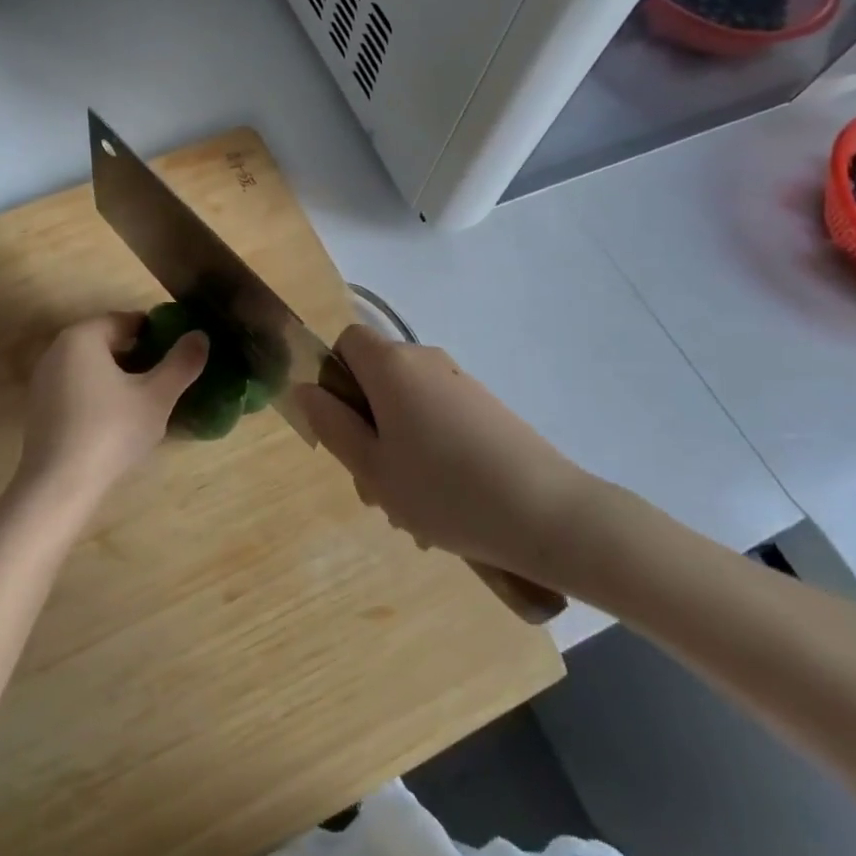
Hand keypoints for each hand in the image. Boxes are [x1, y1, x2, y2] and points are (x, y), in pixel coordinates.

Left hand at [13, 313, 208, 514]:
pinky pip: (77, 388)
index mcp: (83, 336)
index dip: (156, 333)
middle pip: (107, 342)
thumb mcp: (157, 397)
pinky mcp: (39, 408)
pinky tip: (117, 420)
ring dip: (119, 376)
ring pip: (92, 366)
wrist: (58, 485)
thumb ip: (182, 363)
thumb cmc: (111, 431)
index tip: (178, 353)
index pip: (126, 321)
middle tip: (166, 378)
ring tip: (146, 400)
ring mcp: (43, 379)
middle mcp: (57, 350)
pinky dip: (99, 394)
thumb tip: (200, 335)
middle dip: (138, 356)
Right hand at [296, 326, 604, 588]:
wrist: (550, 514)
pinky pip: (440, 418)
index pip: (347, 342)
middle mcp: (426, 361)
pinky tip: (444, 505)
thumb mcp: (373, 468)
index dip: (335, 378)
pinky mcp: (488, 409)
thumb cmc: (445, 491)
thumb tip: (305, 389)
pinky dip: (430, 451)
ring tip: (411, 510)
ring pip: (407, 406)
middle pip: (377, 379)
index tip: (343, 427)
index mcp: (392, 366)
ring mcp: (462, 383)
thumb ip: (332, 425)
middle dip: (365, 427)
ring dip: (397, 448)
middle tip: (374, 487)